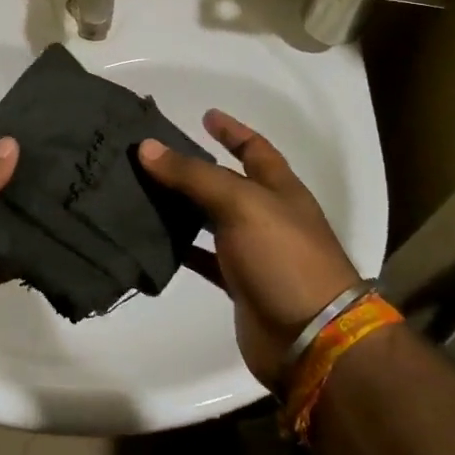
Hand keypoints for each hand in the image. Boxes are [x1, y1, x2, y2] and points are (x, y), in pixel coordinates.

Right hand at [139, 110, 361, 387]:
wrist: (312, 338)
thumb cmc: (284, 257)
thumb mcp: (241, 204)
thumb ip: (193, 175)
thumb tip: (146, 147)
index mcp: (279, 189)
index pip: (255, 149)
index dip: (232, 131)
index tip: (205, 115)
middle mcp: (267, 216)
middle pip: (227, 183)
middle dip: (195, 167)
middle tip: (153, 155)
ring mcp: (254, 252)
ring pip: (211, 220)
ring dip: (182, 206)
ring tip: (142, 191)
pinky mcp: (239, 285)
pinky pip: (204, 258)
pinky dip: (182, 248)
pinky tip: (153, 239)